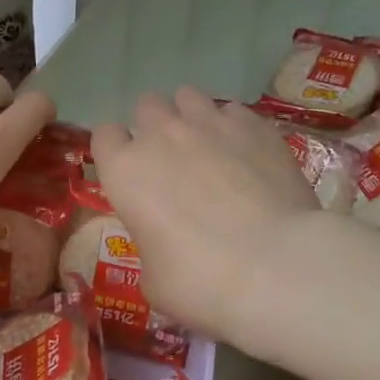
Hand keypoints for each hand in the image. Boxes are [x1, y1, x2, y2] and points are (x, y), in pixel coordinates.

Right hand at [93, 87, 318, 344]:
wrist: (276, 268)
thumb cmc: (201, 282)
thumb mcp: (153, 279)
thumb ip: (149, 243)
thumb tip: (164, 240)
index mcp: (125, 171)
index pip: (104, 136)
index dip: (115, 152)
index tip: (129, 173)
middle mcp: (162, 135)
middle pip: (146, 106)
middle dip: (153, 127)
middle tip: (171, 161)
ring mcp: (211, 124)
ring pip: (188, 96)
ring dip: (190, 116)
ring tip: (207, 146)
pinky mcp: (255, 126)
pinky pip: (233, 111)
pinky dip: (233, 127)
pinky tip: (246, 153)